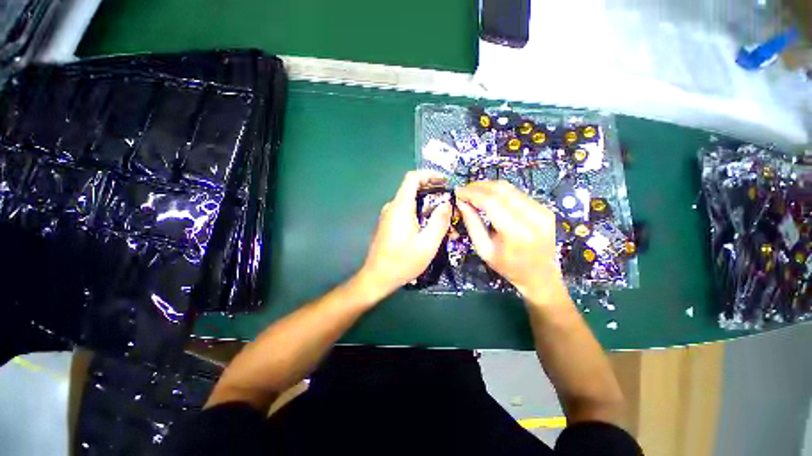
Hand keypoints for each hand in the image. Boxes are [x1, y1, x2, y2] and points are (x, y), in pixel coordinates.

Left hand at [355, 171, 451, 301]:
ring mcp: (388, 215)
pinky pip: (405, 212)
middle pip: (413, 190)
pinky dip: (419, 215)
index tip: (444, 181)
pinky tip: (429, 229)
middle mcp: (392, 207)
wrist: (377, 277)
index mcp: (400, 207)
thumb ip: (439, 222)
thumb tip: (446, 204)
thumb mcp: (428, 244)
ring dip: (427, 207)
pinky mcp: (388, 224)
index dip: (429, 175)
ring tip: (443, 221)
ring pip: (410, 203)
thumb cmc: (403, 262)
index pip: (412, 178)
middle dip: (433, 193)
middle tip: (449, 205)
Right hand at [455, 180, 566, 302]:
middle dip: (478, 186)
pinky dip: (499, 192)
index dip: (472, 193)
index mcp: (517, 233)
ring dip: (488, 187)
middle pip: (501, 190)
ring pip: (509, 188)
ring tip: (473, 192)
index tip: (458, 191)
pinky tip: (488, 197)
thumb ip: (472, 223)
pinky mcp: (544, 208)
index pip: (491, 202)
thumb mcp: (484, 249)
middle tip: (463, 190)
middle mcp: (533, 217)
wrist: (540, 275)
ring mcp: (542, 211)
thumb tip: (461, 202)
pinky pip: (516, 193)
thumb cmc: (509, 267)